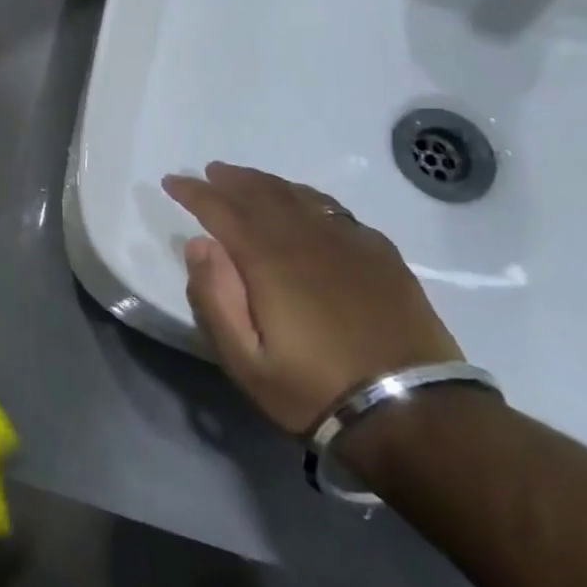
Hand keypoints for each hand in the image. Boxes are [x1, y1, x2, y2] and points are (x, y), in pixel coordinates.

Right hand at [162, 163, 463, 434]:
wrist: (414, 414)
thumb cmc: (315, 390)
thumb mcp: (246, 361)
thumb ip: (215, 299)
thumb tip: (200, 245)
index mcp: (270, 261)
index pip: (222, 210)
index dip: (194, 192)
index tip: (172, 181)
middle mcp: (308, 240)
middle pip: (262, 194)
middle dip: (230, 180)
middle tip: (208, 172)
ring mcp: (350, 244)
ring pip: (299, 197)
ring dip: (266, 183)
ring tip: (247, 180)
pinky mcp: (381, 257)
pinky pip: (335, 211)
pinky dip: (308, 198)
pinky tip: (305, 205)